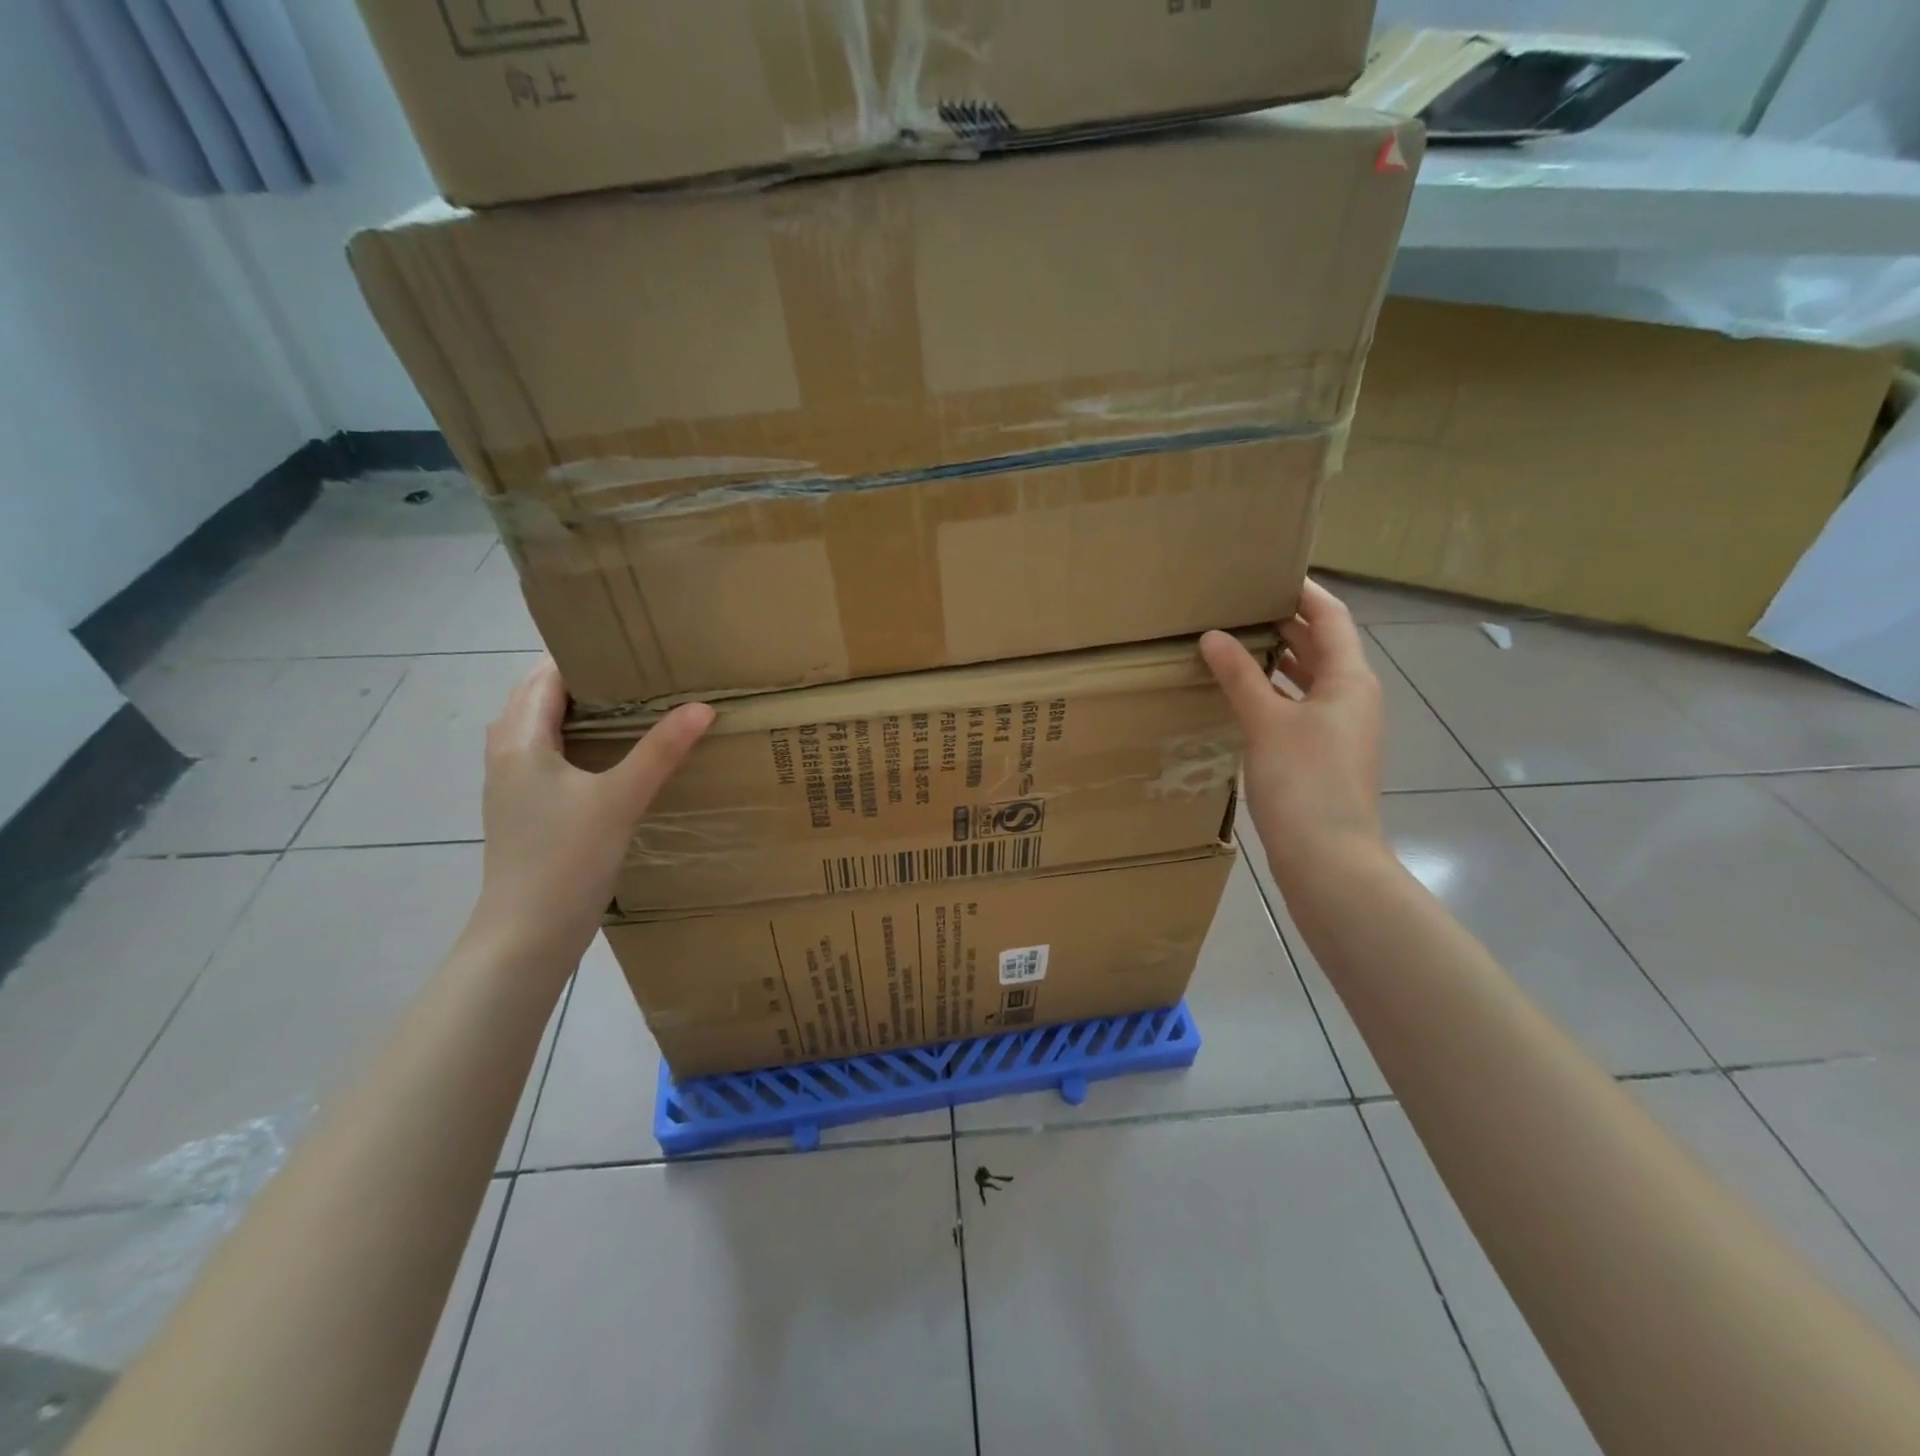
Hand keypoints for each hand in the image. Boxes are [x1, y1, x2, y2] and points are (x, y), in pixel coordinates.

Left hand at [472, 658, 712, 962]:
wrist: (526, 935)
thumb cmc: (565, 859)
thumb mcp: (620, 799)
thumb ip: (660, 751)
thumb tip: (703, 707)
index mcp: (519, 740)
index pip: (544, 675)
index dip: (583, 655)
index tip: (631, 646)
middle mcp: (506, 755)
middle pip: (539, 699)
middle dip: (585, 681)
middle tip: (641, 674)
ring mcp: (512, 785)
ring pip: (542, 731)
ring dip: (580, 714)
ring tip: (633, 708)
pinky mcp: (525, 811)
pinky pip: (548, 758)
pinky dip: (577, 745)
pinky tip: (614, 759)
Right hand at [1201, 580, 1385, 888]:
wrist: (1328, 858)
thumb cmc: (1303, 782)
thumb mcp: (1267, 722)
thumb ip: (1240, 676)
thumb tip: (1213, 636)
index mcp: (1350, 679)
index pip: (1331, 617)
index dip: (1304, 591)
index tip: (1270, 571)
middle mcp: (1352, 697)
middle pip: (1323, 646)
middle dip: (1286, 622)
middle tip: (1241, 603)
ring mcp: (1340, 729)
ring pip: (1310, 678)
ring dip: (1279, 658)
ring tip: (1235, 640)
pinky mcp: (1324, 755)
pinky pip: (1299, 707)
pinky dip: (1275, 692)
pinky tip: (1243, 694)